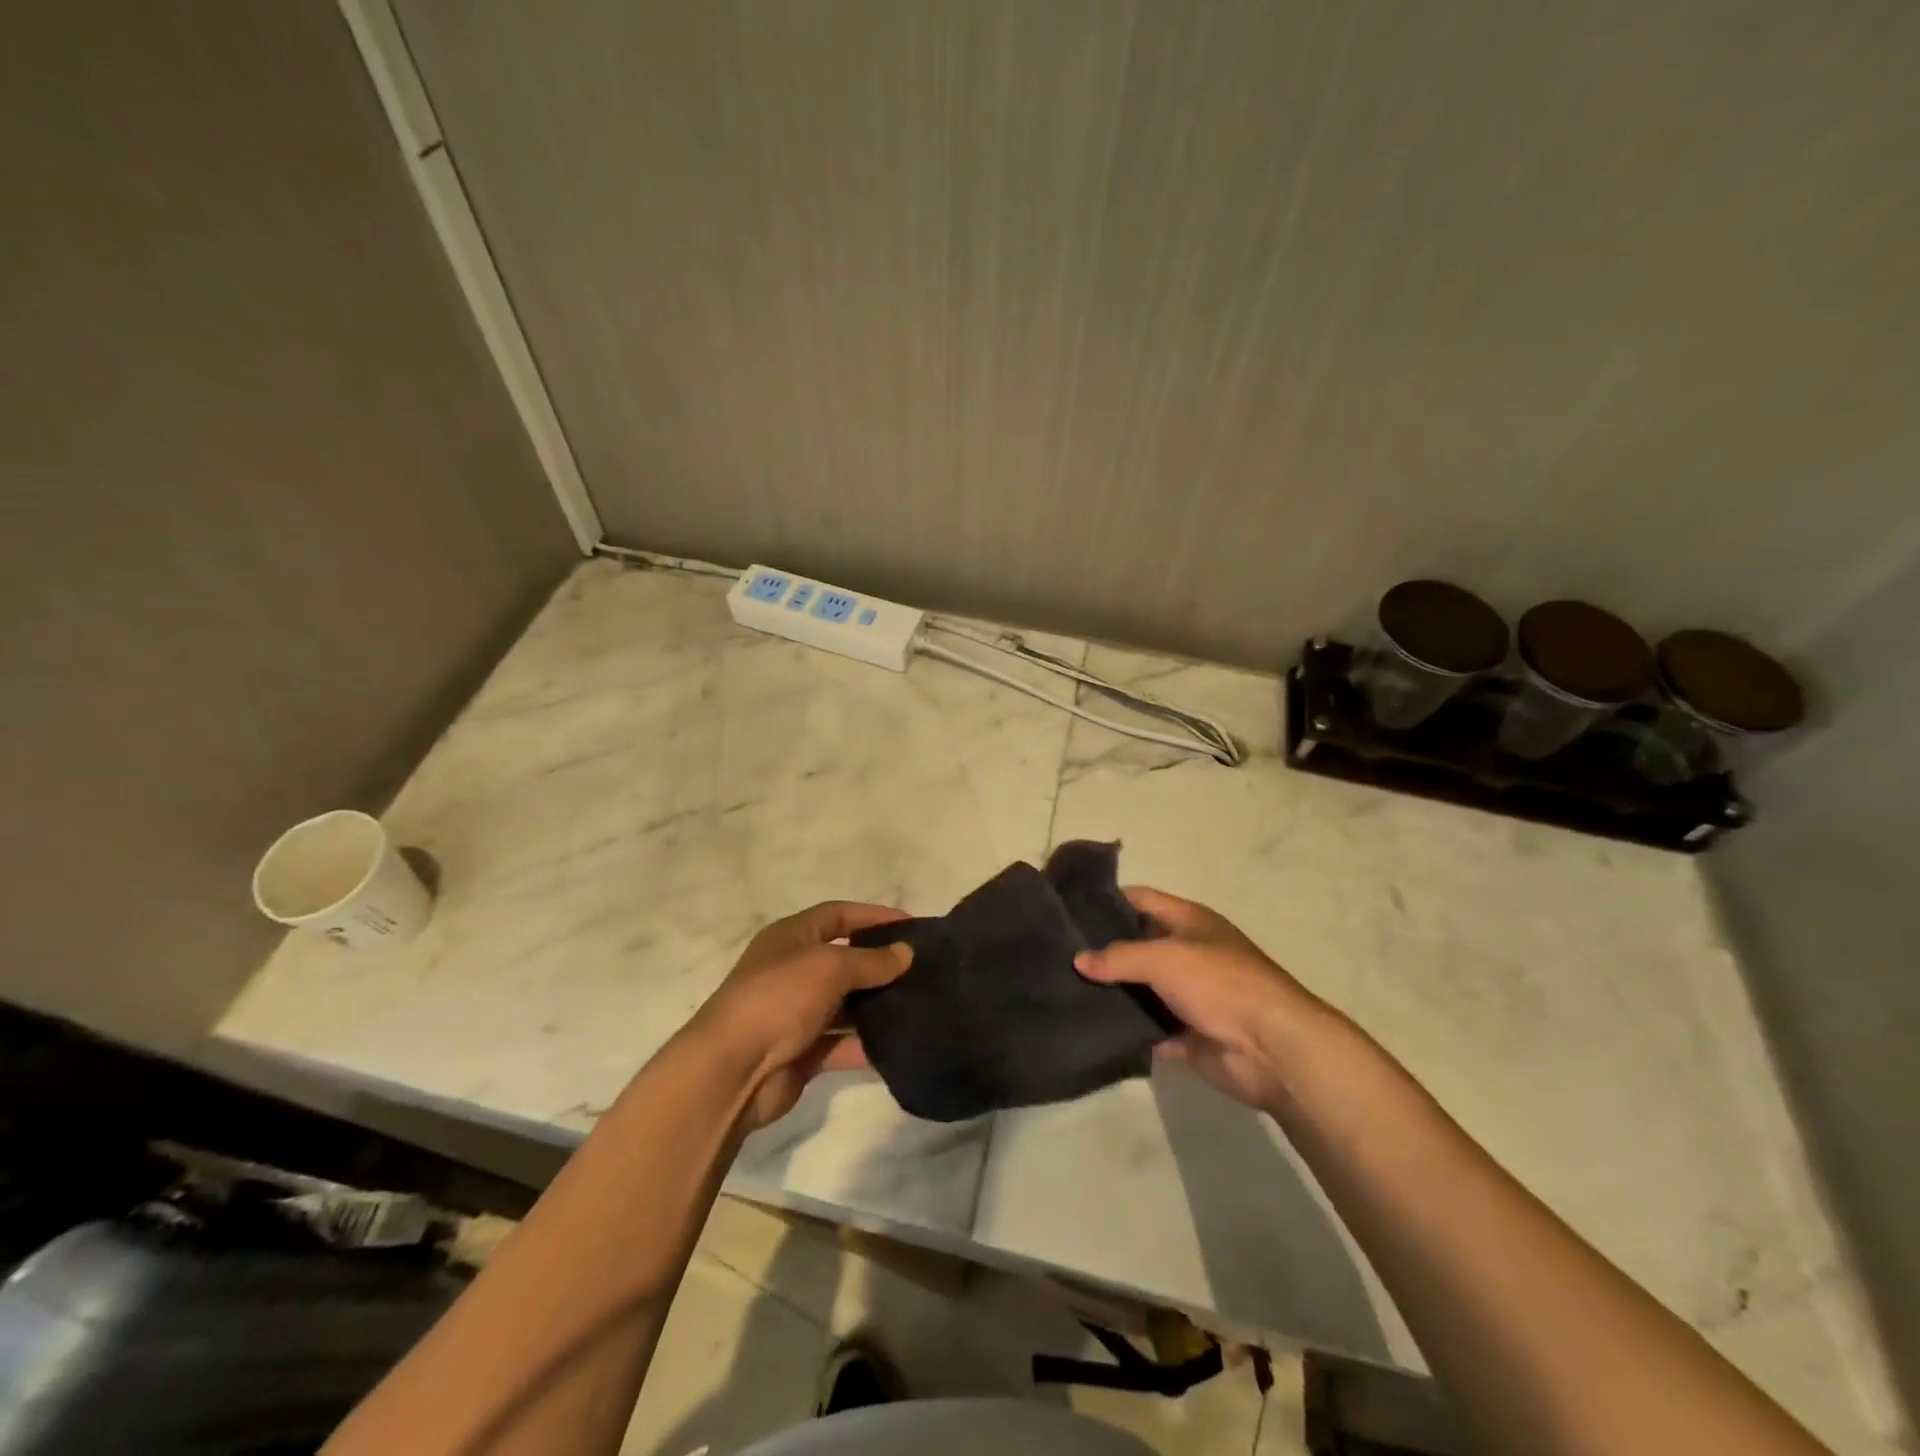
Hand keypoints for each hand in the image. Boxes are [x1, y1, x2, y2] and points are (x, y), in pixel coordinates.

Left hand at [693, 901, 912, 1128]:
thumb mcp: (828, 967)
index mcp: (791, 937)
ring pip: (846, 1004)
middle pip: (844, 960)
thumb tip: (906, 953)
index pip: (838, 915)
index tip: (911, 926)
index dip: (873, 916)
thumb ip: (871, 960)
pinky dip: (866, 1044)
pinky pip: (842, 1044)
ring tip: (919, 1005)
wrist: (730, 1071)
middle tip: (922, 969)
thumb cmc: (778, 999)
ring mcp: (796, 1013)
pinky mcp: (802, 1052)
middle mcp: (793, 970)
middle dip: (880, 964)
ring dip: (877, 1006)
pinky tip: (900, 1044)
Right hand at [1075, 887, 1332, 1111]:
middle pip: (1138, 945)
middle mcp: (1188, 953)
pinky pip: (1150, 1029)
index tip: (1068, 907)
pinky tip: (1093, 1028)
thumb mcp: (1165, 958)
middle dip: (1103, 950)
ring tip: (1065, 990)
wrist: (1272, 1048)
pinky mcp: (1188, 1035)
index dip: (1108, 899)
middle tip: (1059, 953)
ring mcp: (1189, 995)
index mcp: (1189, 922)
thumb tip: (1079, 960)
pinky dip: (1129, 1030)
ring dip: (1113, 992)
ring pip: (1141, 989)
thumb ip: (1119, 957)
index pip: (1141, 899)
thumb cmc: (1220, 984)